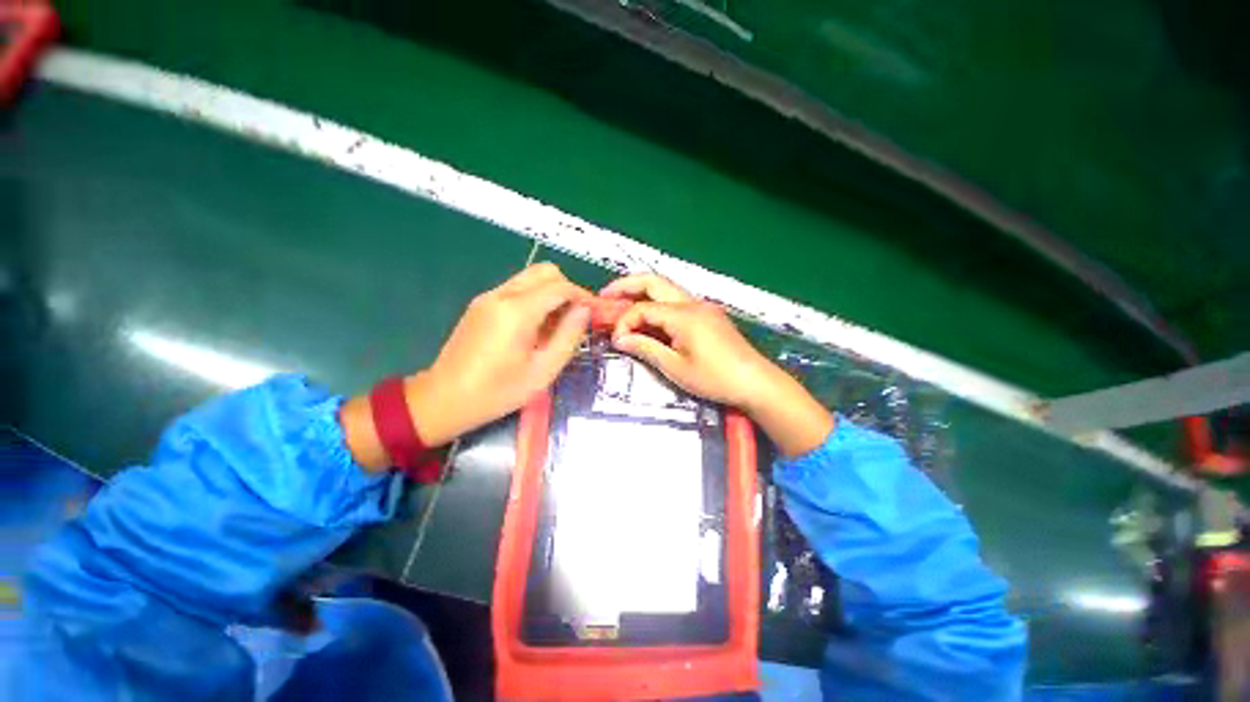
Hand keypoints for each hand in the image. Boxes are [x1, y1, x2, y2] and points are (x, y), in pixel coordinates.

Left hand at [341, 263, 591, 469]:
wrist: (444, 399)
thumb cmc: (498, 391)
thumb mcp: (544, 370)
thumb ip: (569, 336)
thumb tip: (584, 311)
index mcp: (518, 311)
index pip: (560, 286)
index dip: (582, 296)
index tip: (594, 312)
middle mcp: (501, 295)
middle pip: (545, 271)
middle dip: (567, 289)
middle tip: (576, 317)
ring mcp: (488, 297)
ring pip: (530, 277)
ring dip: (551, 292)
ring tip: (557, 324)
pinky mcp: (481, 304)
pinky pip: (516, 288)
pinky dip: (534, 298)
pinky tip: (536, 326)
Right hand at [601, 274, 773, 407]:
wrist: (755, 381)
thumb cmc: (715, 378)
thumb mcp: (676, 368)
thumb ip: (647, 349)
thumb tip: (620, 339)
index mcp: (683, 315)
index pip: (643, 308)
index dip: (624, 321)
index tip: (616, 341)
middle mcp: (692, 303)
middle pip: (654, 282)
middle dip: (627, 285)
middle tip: (605, 295)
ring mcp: (702, 307)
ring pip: (666, 289)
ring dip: (642, 292)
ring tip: (622, 302)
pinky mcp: (708, 315)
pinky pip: (677, 302)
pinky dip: (658, 304)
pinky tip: (649, 317)